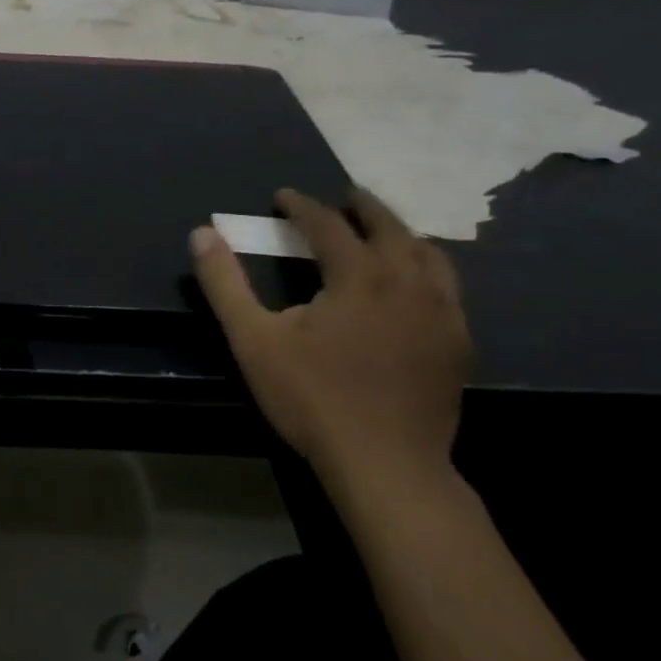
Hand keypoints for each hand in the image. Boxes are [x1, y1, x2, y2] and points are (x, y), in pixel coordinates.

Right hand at [190, 187, 470, 495]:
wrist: (385, 465)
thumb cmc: (312, 398)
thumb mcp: (253, 339)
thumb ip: (224, 283)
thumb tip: (201, 233)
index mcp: (358, 275)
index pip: (328, 224)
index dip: (302, 205)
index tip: (283, 196)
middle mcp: (407, 282)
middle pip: (389, 227)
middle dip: (363, 207)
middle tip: (345, 197)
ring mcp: (441, 313)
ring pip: (428, 255)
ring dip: (402, 234)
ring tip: (384, 233)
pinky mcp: (458, 344)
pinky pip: (449, 290)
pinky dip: (429, 272)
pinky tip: (417, 288)